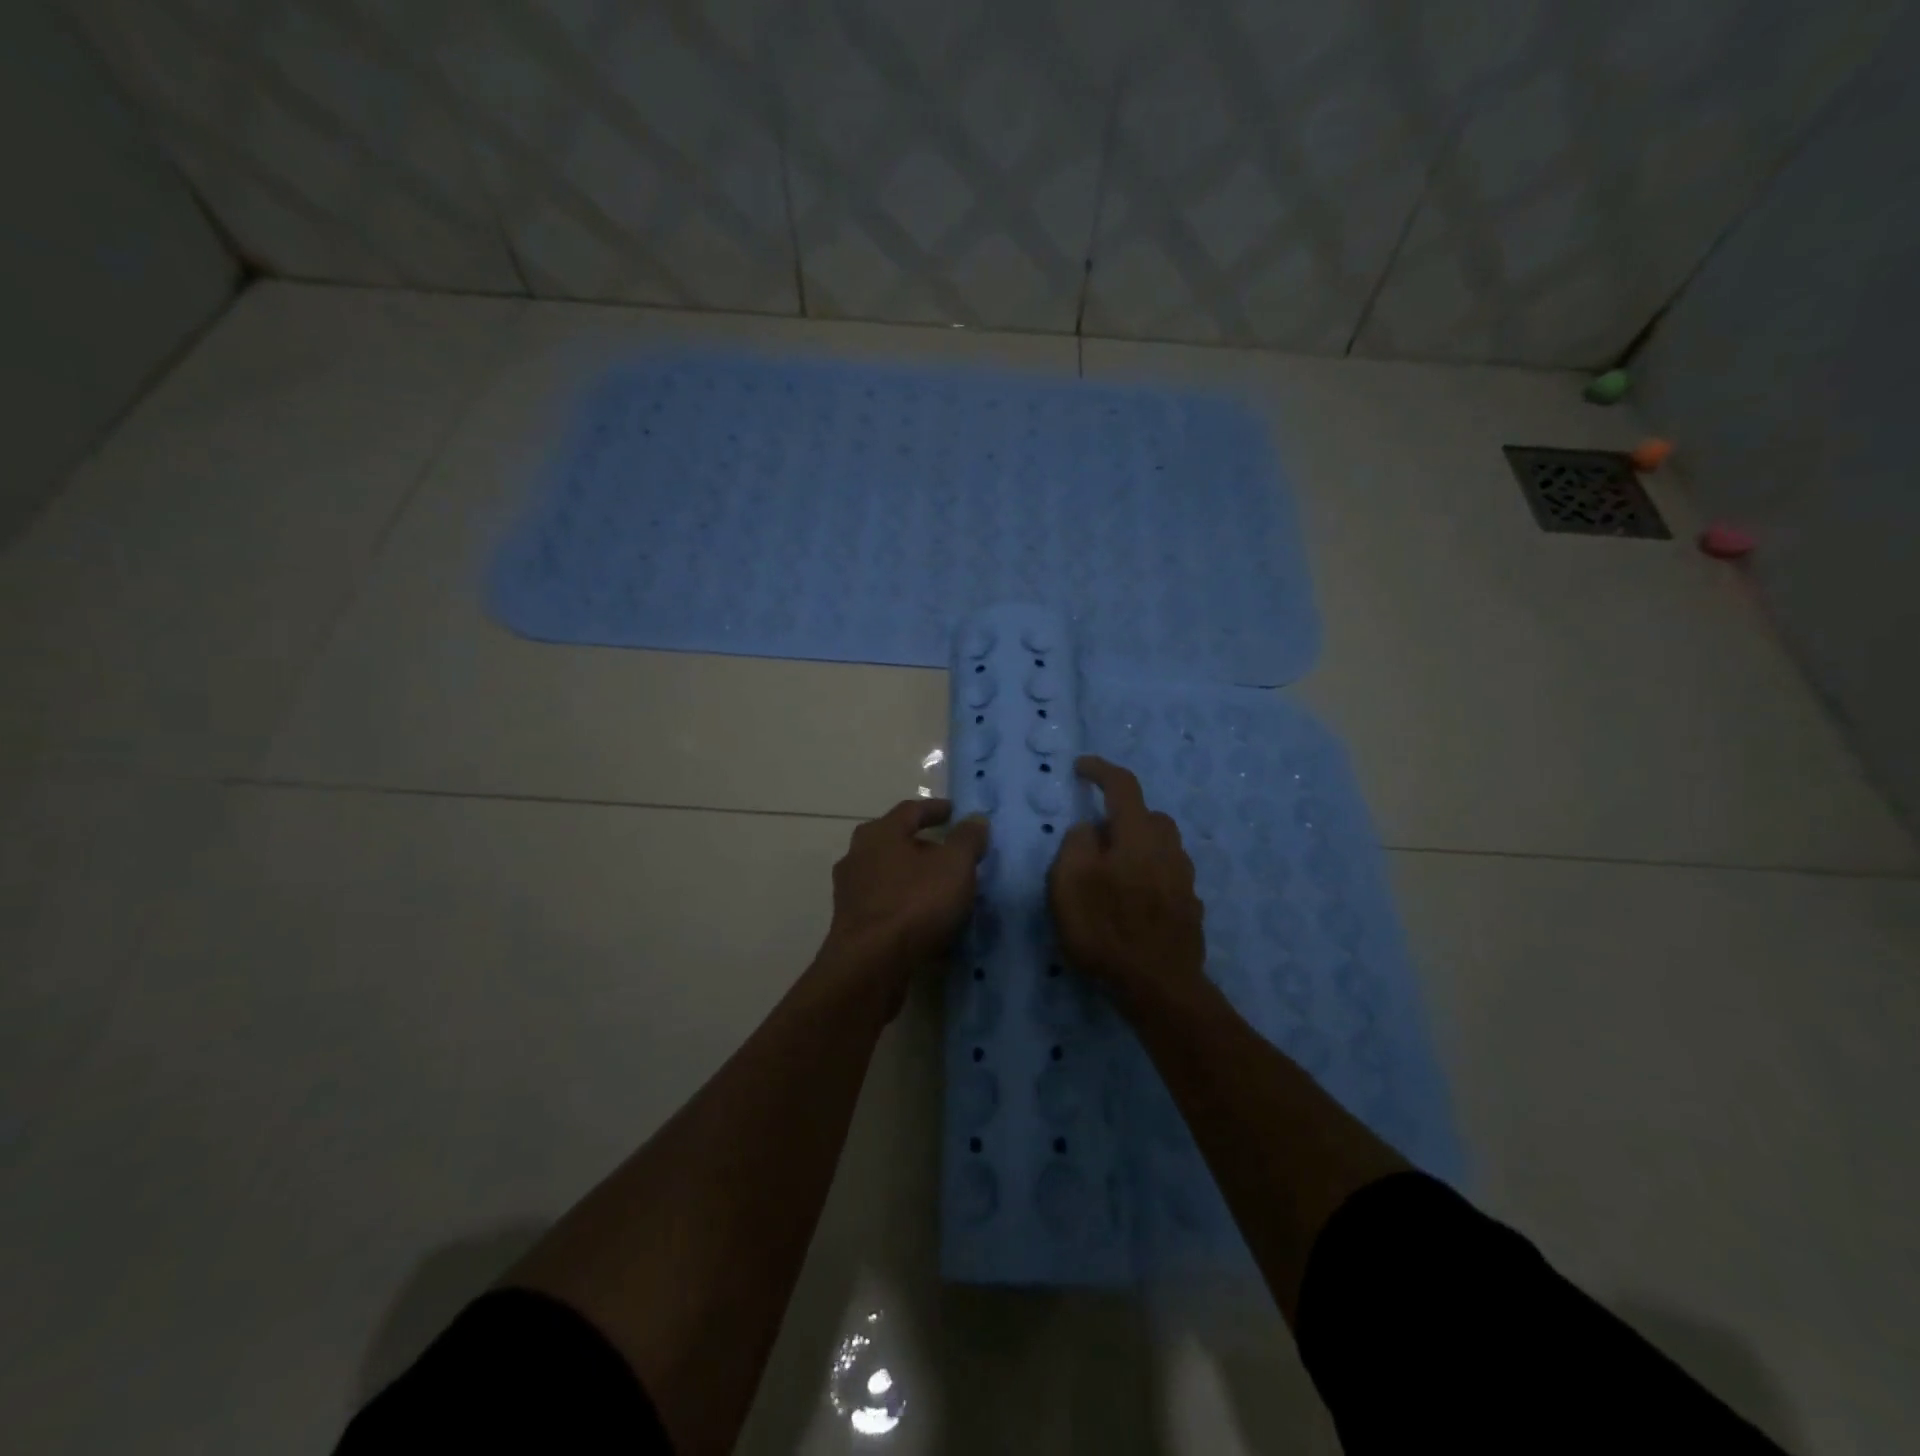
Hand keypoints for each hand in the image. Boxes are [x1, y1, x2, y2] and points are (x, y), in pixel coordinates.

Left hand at [820, 798, 990, 1014]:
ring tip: (942, 890)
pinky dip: (906, 906)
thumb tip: (976, 819)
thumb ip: (967, 839)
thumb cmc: (914, 903)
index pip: (911, 810)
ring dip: (914, 879)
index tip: (955, 812)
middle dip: (924, 846)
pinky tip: (926, 921)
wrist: (870, 965)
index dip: (935, 809)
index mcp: (880, 833)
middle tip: (949, 854)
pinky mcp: (851, 925)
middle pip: (895, 842)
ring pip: (889, 876)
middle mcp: (858, 856)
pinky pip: (886, 906)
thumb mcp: (955, 866)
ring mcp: (851, 892)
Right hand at [1049, 757, 1206, 1005]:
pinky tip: (1133, 902)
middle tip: (1094, 837)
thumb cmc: (1106, 930)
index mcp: (1138, 835)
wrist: (1159, 987)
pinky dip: (1149, 876)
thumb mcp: (1068, 883)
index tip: (1081, 767)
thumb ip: (1076, 844)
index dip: (1101, 770)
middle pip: (1149, 816)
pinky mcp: (1191, 908)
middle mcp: (1168, 849)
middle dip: (1122, 815)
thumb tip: (1089, 829)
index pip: (1123, 786)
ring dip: (1138, 846)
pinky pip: (1168, 876)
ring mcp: (1184, 880)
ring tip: (1112, 873)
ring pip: (1162, 846)